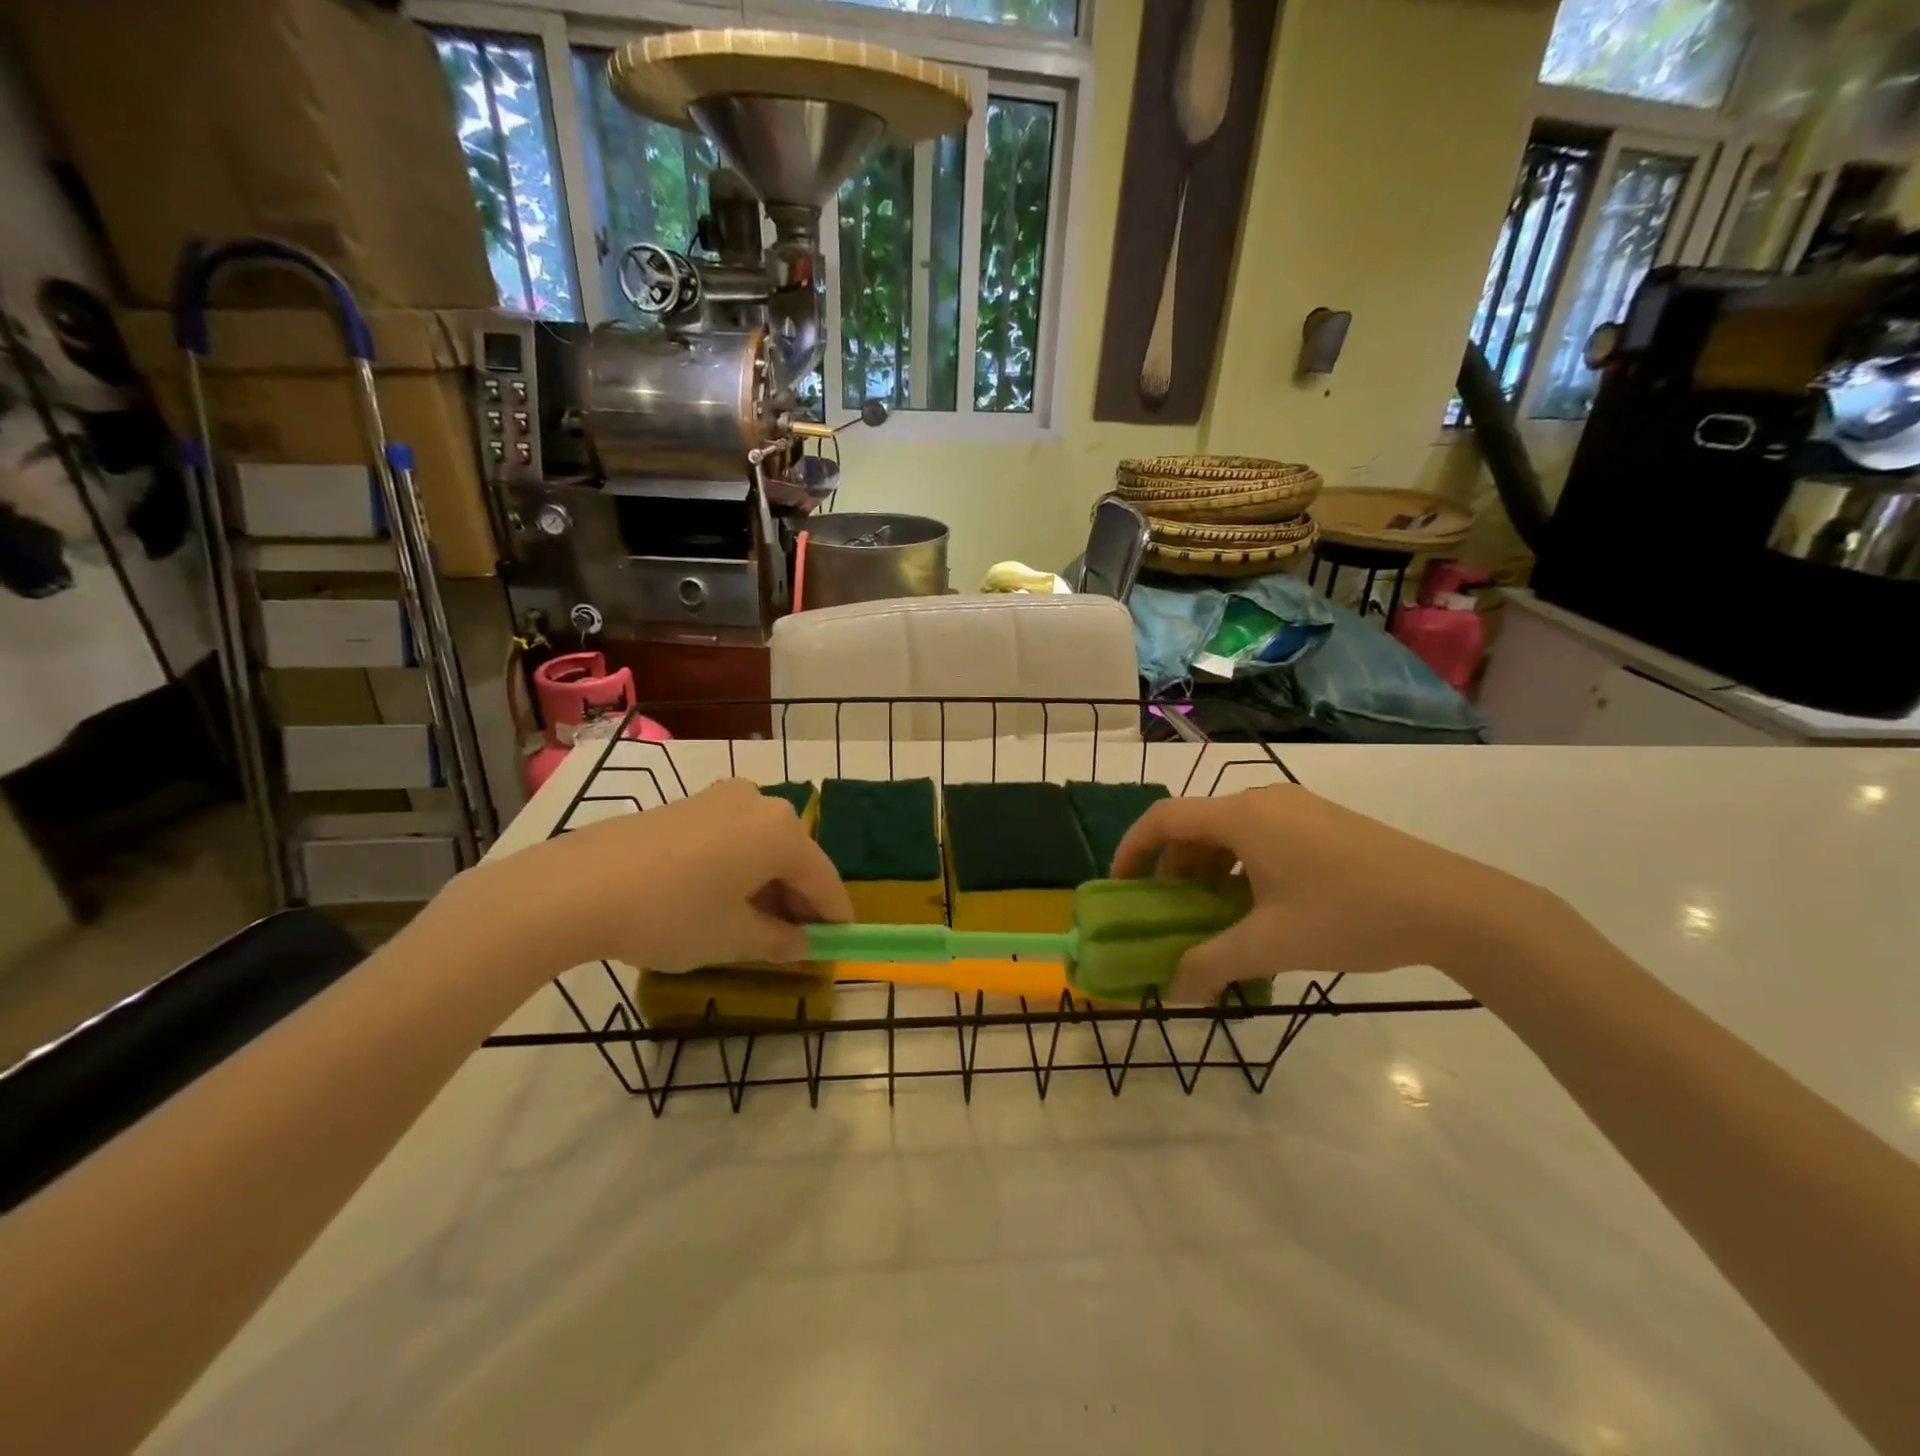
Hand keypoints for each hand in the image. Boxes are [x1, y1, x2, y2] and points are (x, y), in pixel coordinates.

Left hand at [446, 778, 852, 977]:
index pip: (825, 881)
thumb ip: (780, 942)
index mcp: (782, 832)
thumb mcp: (733, 938)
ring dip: (768, 885)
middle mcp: (761, 803)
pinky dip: (739, 868)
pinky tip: (720, 899)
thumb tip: (803, 945)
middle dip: (799, 902)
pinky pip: (733, 837)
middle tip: (795, 943)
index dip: (835, 918)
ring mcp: (722, 798)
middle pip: (796, 858)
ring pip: (763, 846)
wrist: (578, 886)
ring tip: (754, 926)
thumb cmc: (672, 914)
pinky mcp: (689, 803)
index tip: (839, 947)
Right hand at [1111, 785, 1556, 1001]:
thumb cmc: (1349, 915)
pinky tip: (1262, 903)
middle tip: (1172, 910)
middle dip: (1174, 866)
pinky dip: (1242, 864)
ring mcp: (1299, 807)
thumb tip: (1173, 993)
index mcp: (1241, 817)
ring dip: (1209, 867)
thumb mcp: (1271, 945)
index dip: (1132, 849)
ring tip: (1216, 912)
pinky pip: (1262, 834)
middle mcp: (1264, 800)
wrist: (1454, 905)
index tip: (1120, 884)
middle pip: (1196, 824)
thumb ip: (1211, 965)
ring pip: (1231, 830)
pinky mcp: (1325, 820)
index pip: (1163, 819)